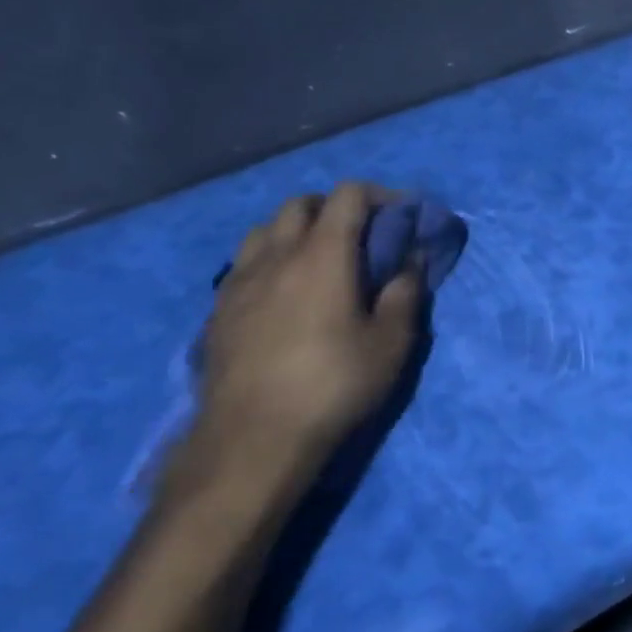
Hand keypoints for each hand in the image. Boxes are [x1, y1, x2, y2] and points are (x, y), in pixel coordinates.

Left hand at [194, 182, 425, 471]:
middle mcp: (276, 254)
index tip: (399, 214)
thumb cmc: (333, 385)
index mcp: (322, 254)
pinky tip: (279, 294)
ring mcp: (240, 280)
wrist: (253, 437)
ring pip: (265, 230)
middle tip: (358, 236)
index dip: (378, 195)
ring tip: (315, 259)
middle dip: (334, 208)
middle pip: (301, 204)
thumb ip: (405, 293)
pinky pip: (244, 264)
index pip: (348, 196)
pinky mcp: (218, 309)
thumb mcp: (390, 344)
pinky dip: (269, 260)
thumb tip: (413, 259)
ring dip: (295, 230)